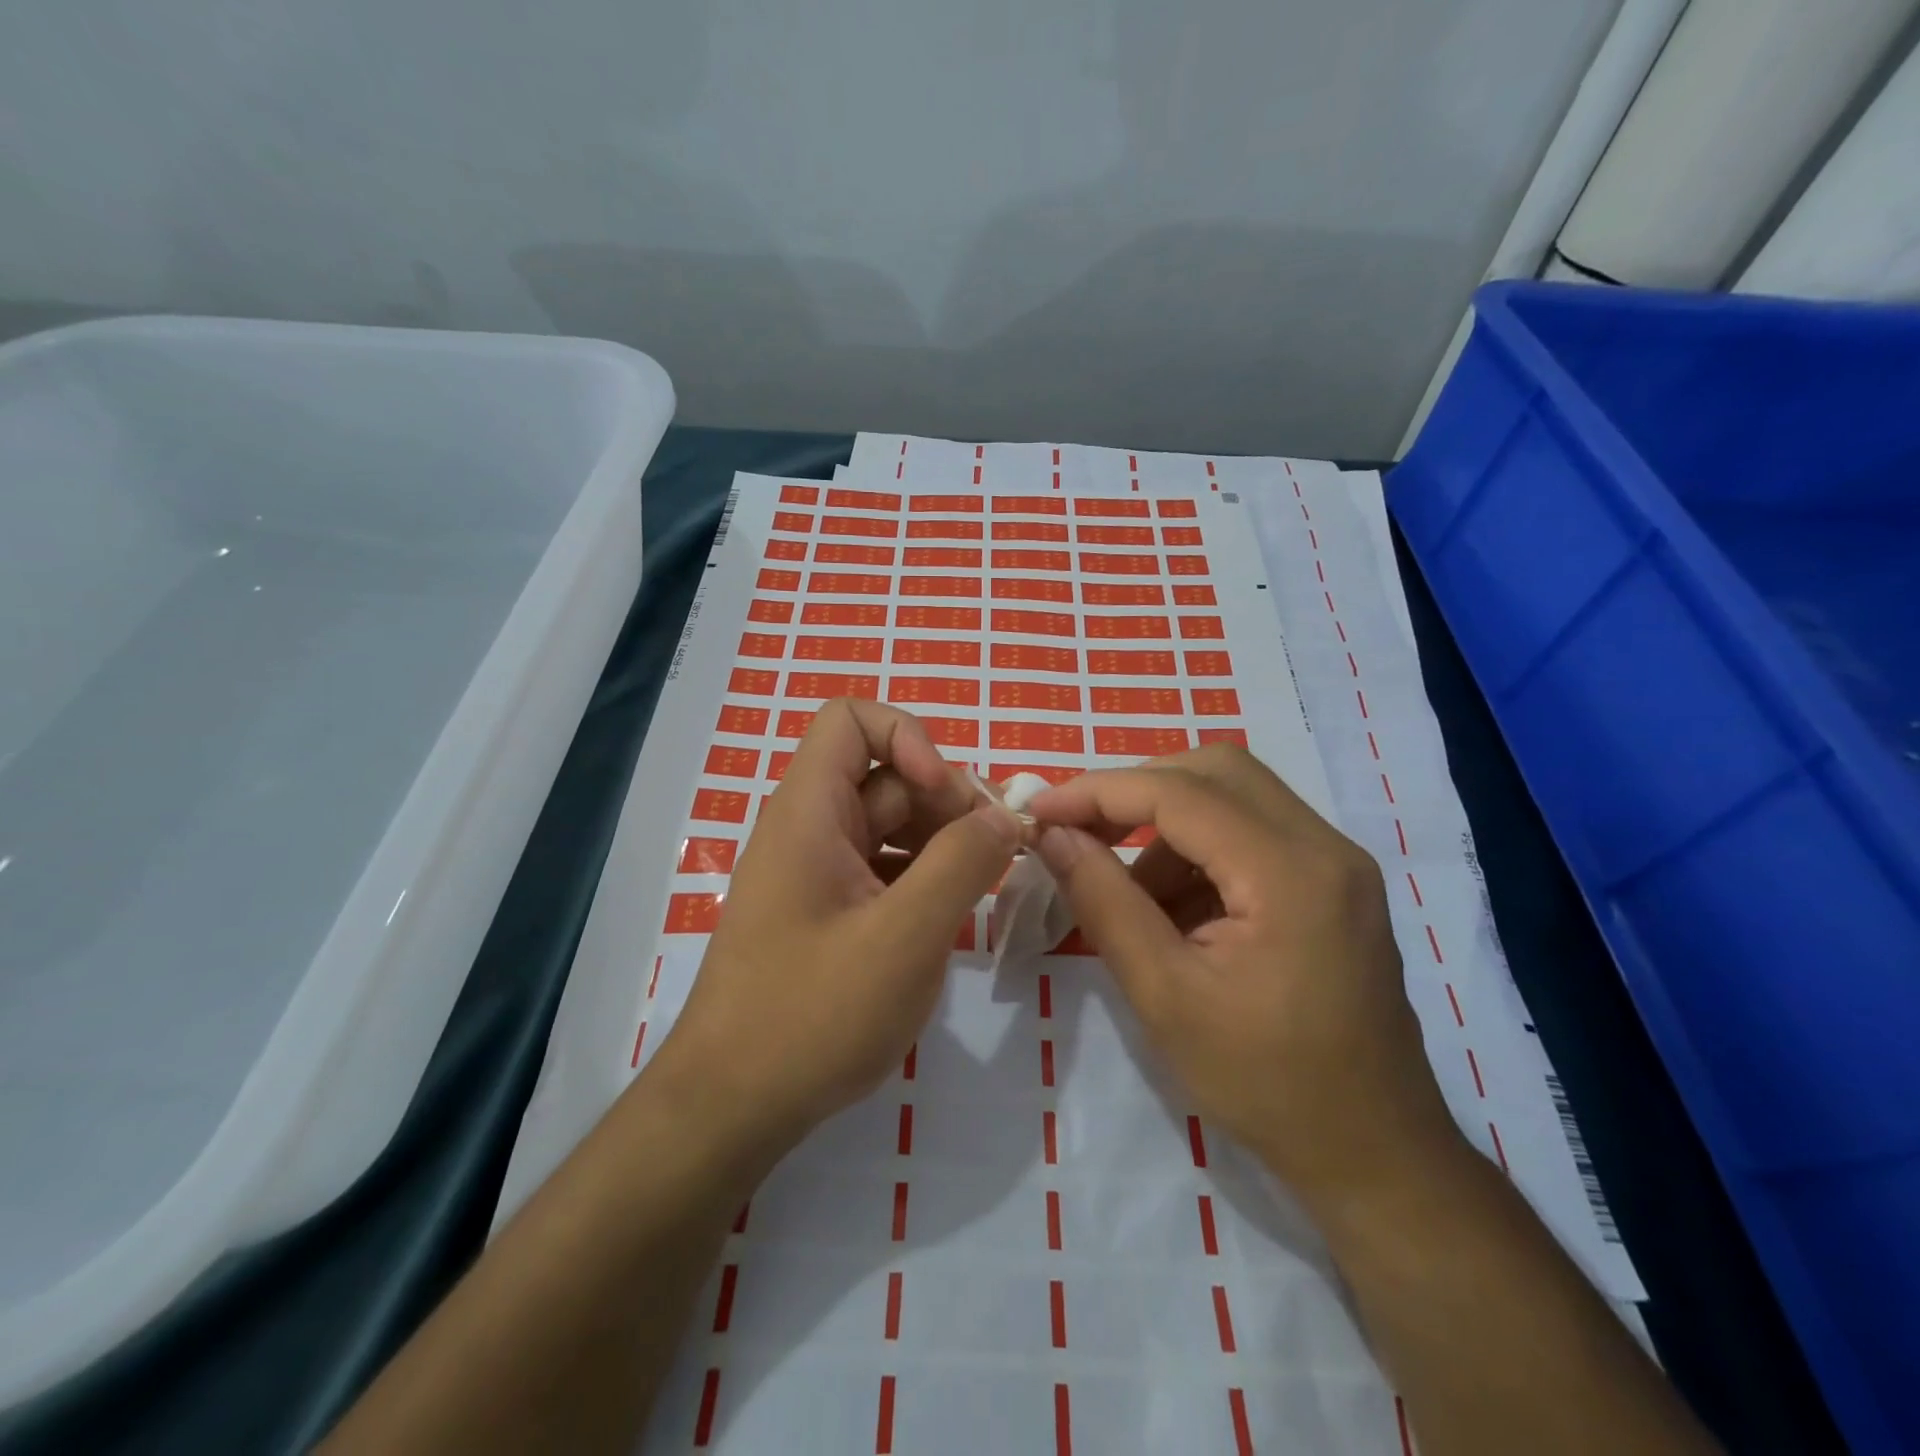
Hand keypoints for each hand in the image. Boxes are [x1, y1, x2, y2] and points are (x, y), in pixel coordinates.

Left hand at [657, 699, 1020, 1148]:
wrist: (732, 1107)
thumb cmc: (812, 1016)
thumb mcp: (904, 936)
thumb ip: (961, 863)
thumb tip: (1005, 816)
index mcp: (809, 812)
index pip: (851, 720)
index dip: (908, 738)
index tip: (948, 794)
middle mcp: (810, 828)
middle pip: (885, 775)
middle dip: (946, 800)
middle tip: (996, 852)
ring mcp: (818, 872)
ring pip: (891, 825)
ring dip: (942, 841)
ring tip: (984, 885)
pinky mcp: (829, 910)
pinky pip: (884, 868)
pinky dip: (923, 877)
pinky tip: (952, 915)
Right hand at [1027, 744, 1461, 1211]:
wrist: (1376, 1154)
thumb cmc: (1264, 1083)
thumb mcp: (1164, 995)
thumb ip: (1104, 901)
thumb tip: (1052, 835)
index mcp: (1289, 874)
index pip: (1180, 793)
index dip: (1100, 791)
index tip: (1042, 808)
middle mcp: (1325, 846)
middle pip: (1217, 770)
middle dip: (1138, 791)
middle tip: (1084, 832)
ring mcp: (1338, 862)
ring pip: (1236, 795)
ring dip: (1169, 825)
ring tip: (1133, 897)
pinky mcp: (1336, 882)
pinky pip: (1255, 831)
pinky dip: (1201, 851)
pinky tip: (1177, 912)